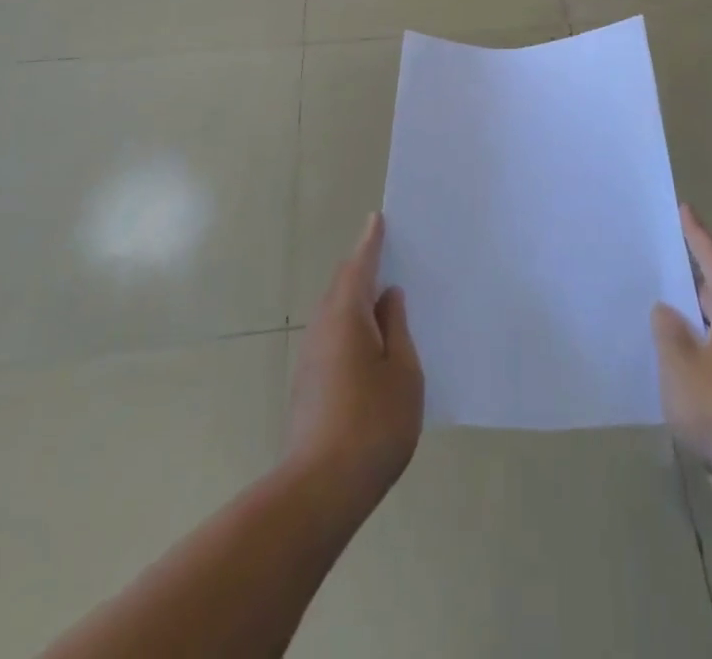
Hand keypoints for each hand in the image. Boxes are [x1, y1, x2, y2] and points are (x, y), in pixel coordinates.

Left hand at [285, 213, 423, 511]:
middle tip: (388, 254)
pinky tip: (371, 343)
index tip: (377, 219)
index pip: (359, 266)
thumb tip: (388, 298)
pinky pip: (333, 336)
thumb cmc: (373, 424)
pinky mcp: (308, 385)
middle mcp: (322, 328)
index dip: (371, 242)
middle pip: (343, 286)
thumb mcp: (403, 372)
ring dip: (357, 299)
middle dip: (363, 268)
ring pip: (336, 313)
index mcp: (347, 316)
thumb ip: (397, 328)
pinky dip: (352, 325)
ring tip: (385, 297)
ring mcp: (311, 358)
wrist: (319, 491)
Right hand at [652, 205, 711, 491]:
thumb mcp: (680, 361)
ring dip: (690, 313)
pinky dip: (694, 344)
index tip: (683, 208)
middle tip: (662, 253)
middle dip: (690, 274)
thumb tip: (666, 310)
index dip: (696, 234)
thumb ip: (668, 329)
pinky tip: (672, 354)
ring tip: (659, 300)